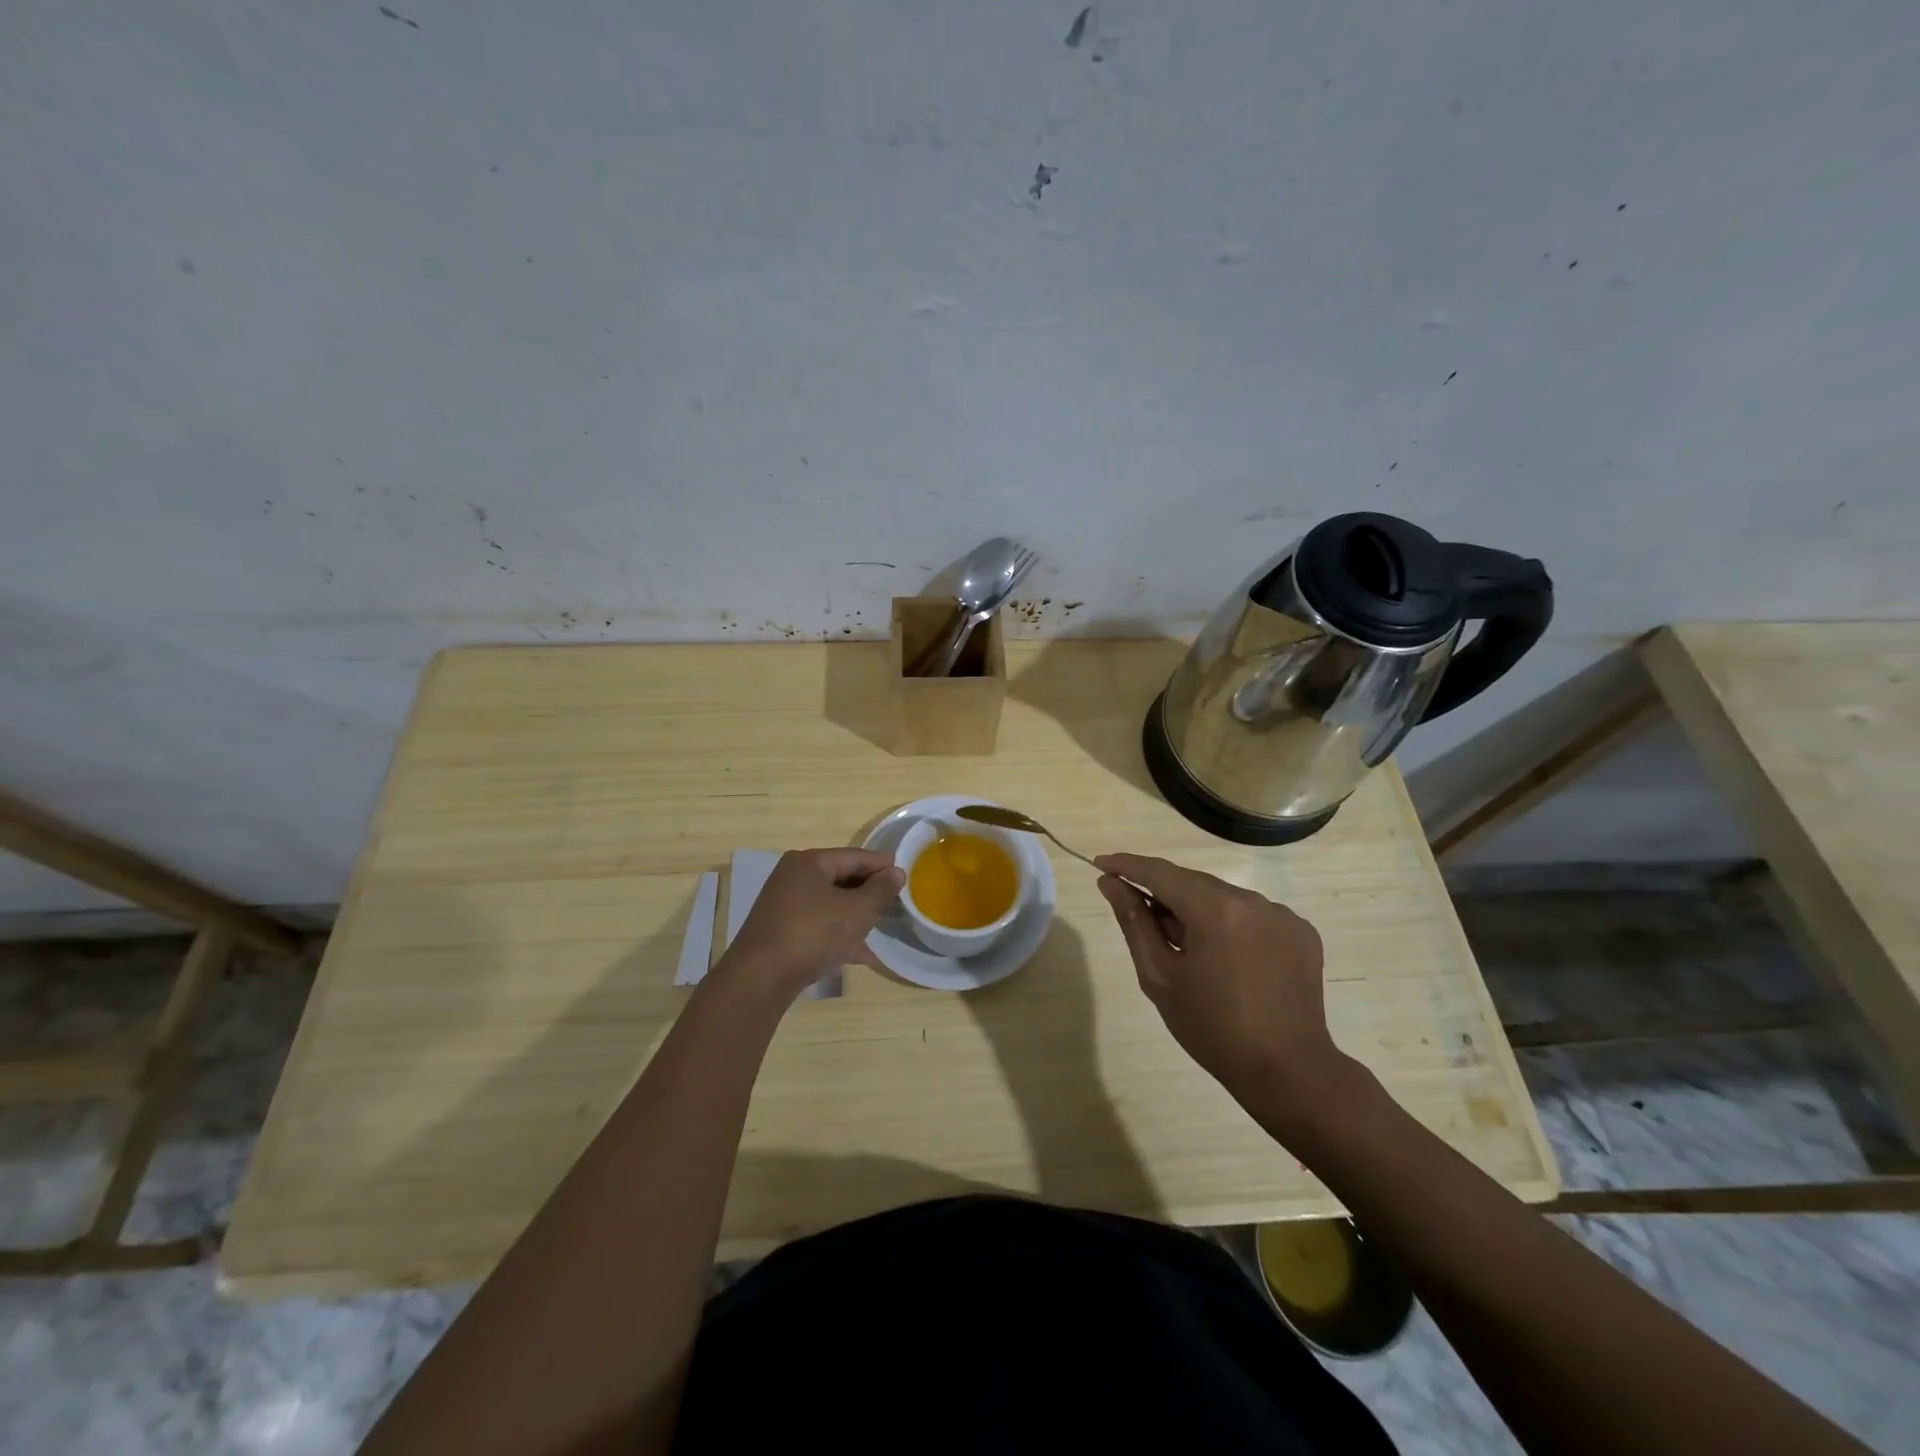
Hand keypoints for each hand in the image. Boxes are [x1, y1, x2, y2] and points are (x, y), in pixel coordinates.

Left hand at [715, 848, 904, 1004]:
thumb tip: (896, 873)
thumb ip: (880, 890)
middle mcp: (793, 878)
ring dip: (856, 916)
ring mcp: (784, 907)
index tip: (905, 873)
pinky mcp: (781, 934)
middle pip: (840, 879)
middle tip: (896, 901)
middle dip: (869, 891)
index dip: (881, 865)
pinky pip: (818, 927)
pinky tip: (862, 954)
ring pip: (830, 905)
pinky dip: (839, 936)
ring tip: (882, 926)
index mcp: (809, 863)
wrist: (761, 979)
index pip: (854, 856)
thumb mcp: (857, 910)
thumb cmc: (813, 933)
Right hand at [1094, 852, 1352, 1127]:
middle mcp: (1251, 900)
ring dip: (1198, 909)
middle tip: (1140, 916)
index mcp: (1215, 909)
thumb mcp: (1160, 976)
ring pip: (1223, 897)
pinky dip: (1230, 924)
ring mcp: (1281, 914)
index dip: (1128, 866)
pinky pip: (1252, 915)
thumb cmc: (1212, 1028)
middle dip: (1163, 893)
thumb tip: (1111, 883)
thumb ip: (1134, 922)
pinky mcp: (1301, 931)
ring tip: (1186, 948)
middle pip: (1193, 882)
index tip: (1101, 864)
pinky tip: (1225, 957)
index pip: (1161, 873)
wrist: (1287, 1072)